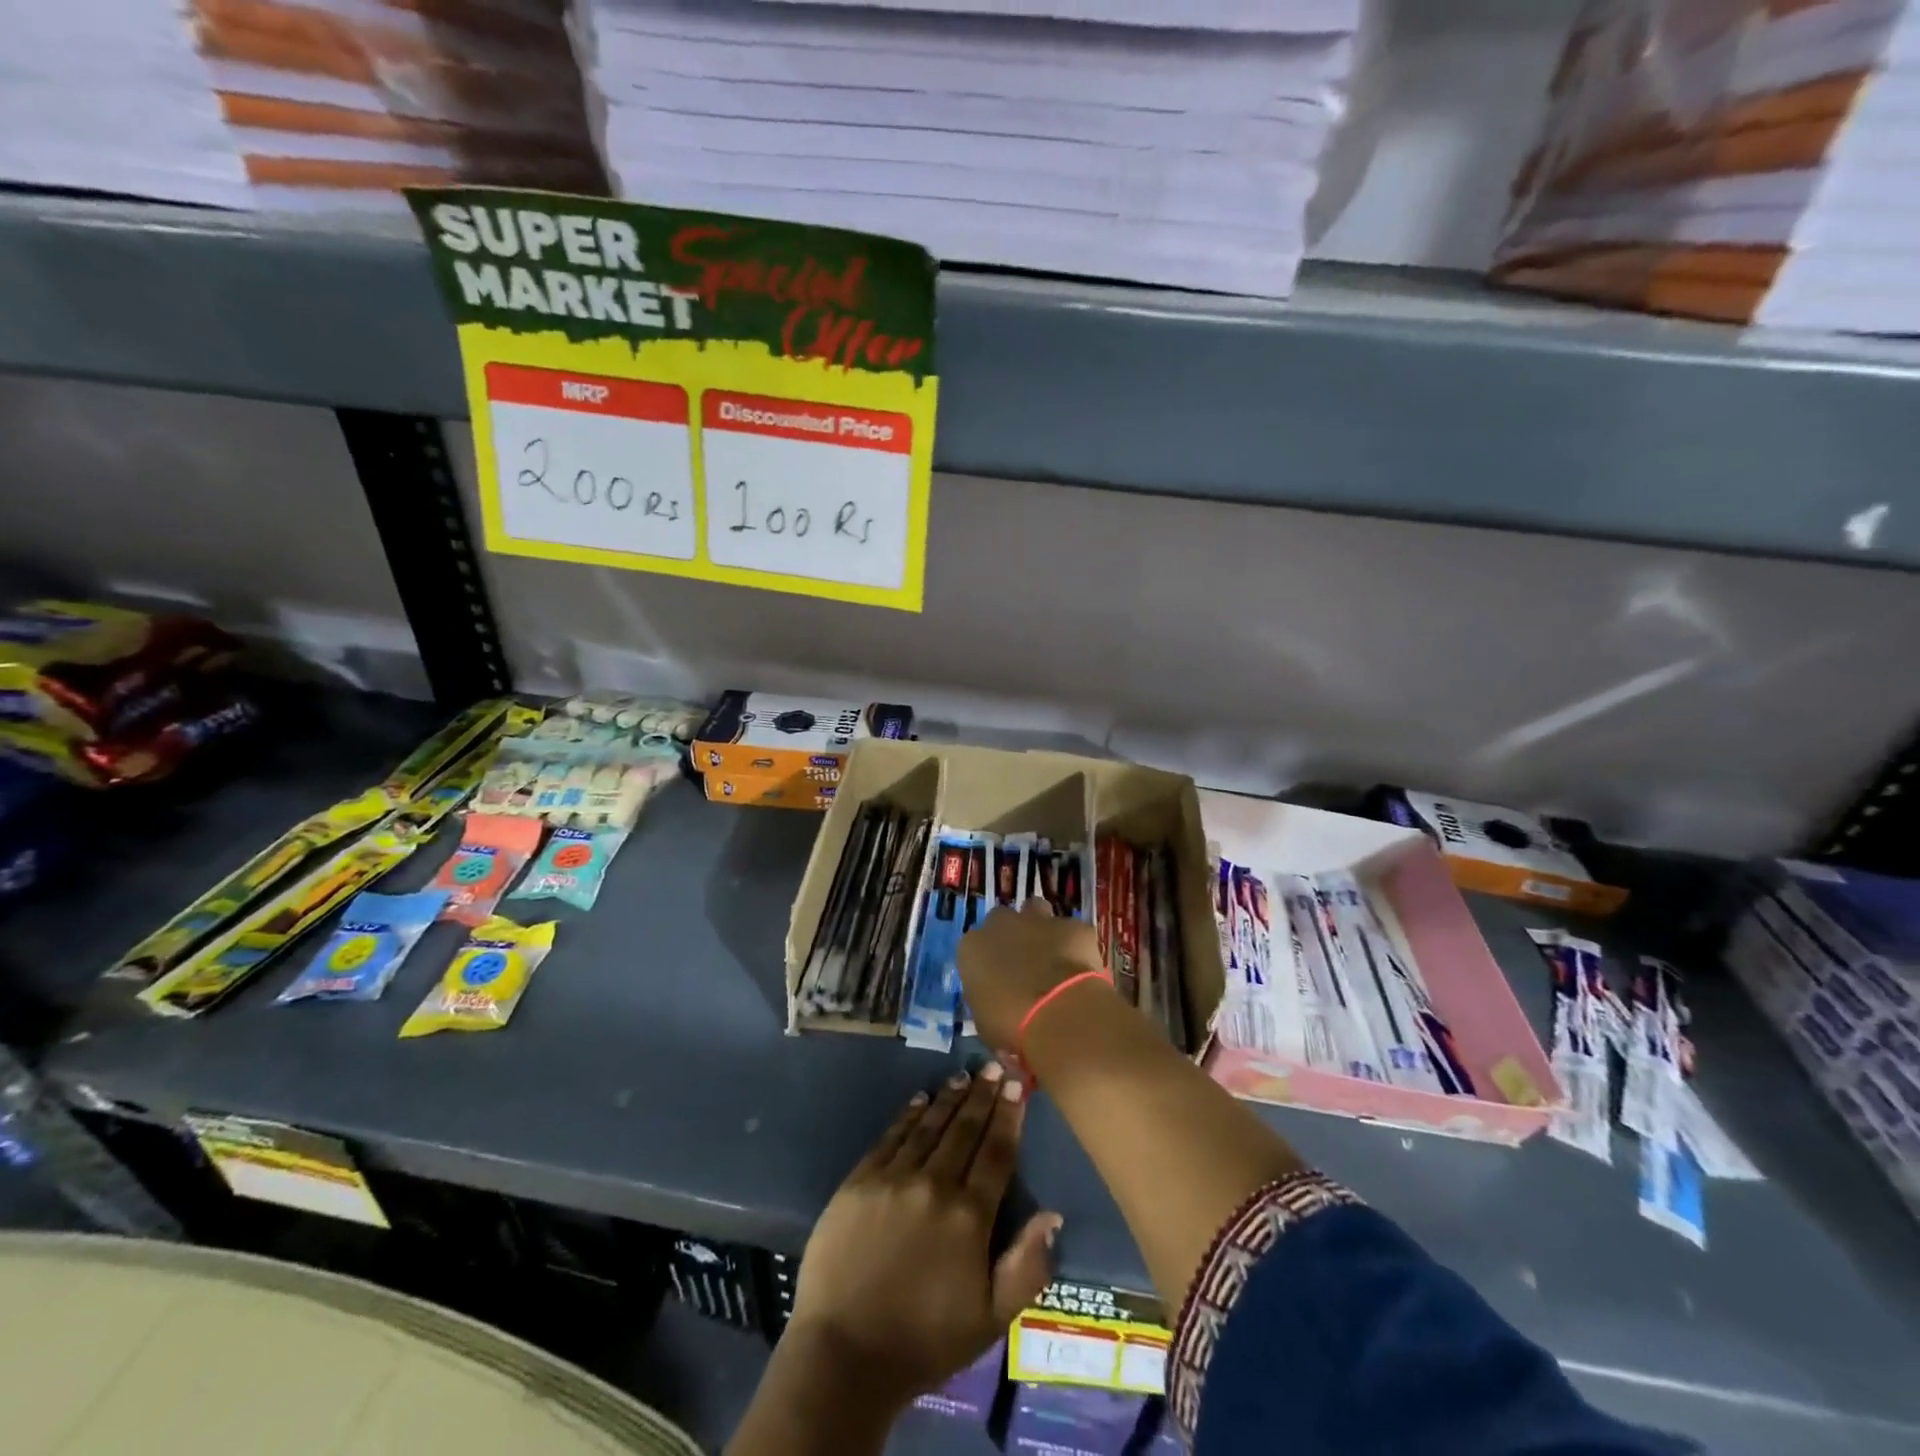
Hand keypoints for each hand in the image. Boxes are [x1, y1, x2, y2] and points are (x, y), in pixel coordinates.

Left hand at [787, 1063, 1061, 1408]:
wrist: (844, 1355)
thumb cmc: (925, 1341)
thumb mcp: (991, 1320)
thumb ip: (1026, 1267)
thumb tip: (1051, 1214)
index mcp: (970, 1216)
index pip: (997, 1152)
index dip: (1010, 1115)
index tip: (1019, 1083)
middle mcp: (934, 1184)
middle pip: (965, 1129)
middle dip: (984, 1095)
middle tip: (996, 1065)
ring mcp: (893, 1178)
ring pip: (929, 1126)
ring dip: (949, 1098)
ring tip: (964, 1076)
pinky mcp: (859, 1181)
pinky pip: (891, 1137)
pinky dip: (908, 1115)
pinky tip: (920, 1099)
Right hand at [957, 898, 1106, 1053]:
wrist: (1060, 1015)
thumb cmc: (1012, 1026)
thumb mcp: (985, 1022)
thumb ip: (988, 999)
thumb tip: (998, 1001)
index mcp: (972, 947)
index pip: (974, 947)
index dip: (988, 962)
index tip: (997, 980)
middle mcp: (1001, 924)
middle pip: (1002, 921)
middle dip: (1012, 937)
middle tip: (1024, 965)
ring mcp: (1039, 919)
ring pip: (1036, 911)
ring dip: (1040, 928)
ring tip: (1052, 957)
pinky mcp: (1073, 926)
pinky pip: (1072, 931)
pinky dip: (1075, 945)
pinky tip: (1081, 969)